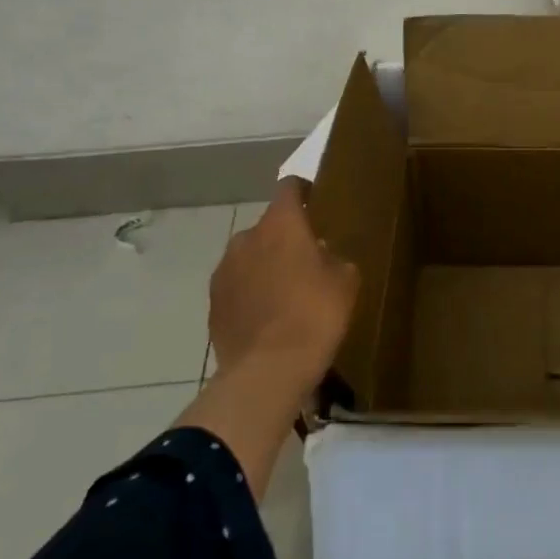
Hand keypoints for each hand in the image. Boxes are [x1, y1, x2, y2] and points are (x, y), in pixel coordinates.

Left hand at [208, 179, 358, 396]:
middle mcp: (247, 238)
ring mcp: (224, 270)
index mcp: (281, 224)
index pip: (289, 187)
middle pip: (268, 226)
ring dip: (265, 265)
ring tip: (285, 293)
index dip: (303, 192)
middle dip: (285, 238)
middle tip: (307, 260)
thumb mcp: (346, 281)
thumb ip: (334, 257)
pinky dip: (250, 293)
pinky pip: (237, 286)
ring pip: (250, 256)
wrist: (268, 371)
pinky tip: (268, 316)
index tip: (316, 203)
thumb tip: (321, 256)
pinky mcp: (213, 302)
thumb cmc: (315, 314)